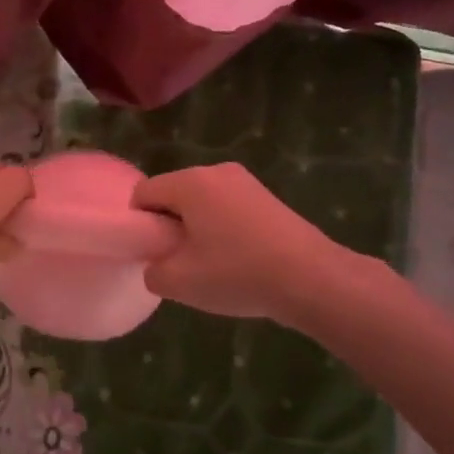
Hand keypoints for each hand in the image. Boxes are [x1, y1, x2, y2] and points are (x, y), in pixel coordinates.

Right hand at [131, 162, 382, 321]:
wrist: (312, 279)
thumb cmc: (237, 274)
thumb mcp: (179, 282)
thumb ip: (153, 271)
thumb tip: (158, 265)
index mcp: (190, 183)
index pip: (144, 193)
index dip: (141, 224)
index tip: (155, 253)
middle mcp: (216, 171)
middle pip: (174, 194)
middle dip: (170, 225)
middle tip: (182, 262)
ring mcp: (246, 182)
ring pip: (203, 202)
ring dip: (198, 228)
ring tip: (213, 265)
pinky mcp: (267, 197)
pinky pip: (228, 208)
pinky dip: (224, 229)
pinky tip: (239, 260)